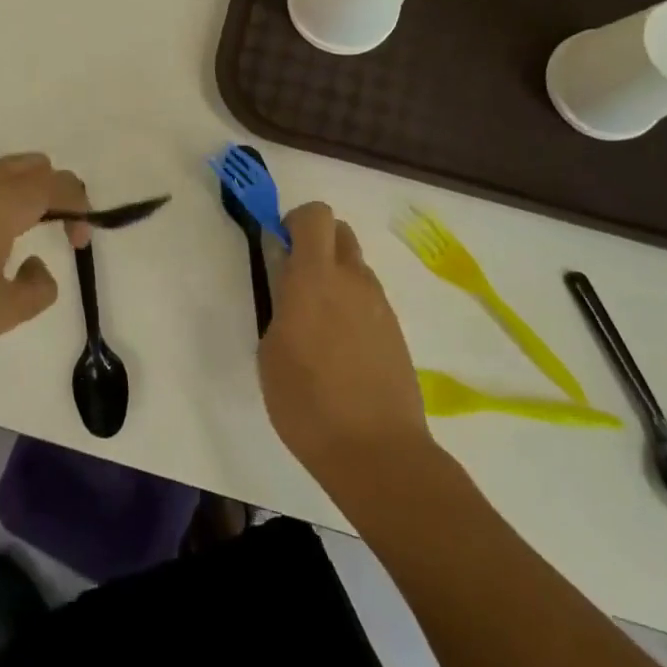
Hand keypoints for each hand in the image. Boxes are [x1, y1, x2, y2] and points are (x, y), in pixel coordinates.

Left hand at [0, 153, 89, 353]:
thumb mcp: (1, 312)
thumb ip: (39, 290)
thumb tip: (39, 266)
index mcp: (5, 201)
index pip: (60, 185)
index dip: (81, 208)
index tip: (79, 241)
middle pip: (35, 165)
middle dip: (55, 193)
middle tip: (54, 231)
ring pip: (3, 168)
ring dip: (23, 191)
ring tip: (17, 234)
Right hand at [260, 202, 430, 485]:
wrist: (377, 451)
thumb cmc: (307, 402)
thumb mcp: (271, 351)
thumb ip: (280, 304)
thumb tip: (288, 284)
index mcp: (315, 278)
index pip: (315, 215)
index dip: (294, 221)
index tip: (279, 247)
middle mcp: (352, 280)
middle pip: (340, 231)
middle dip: (316, 241)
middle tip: (296, 278)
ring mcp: (379, 305)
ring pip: (355, 266)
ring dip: (335, 275)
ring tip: (316, 323)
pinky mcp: (395, 330)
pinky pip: (368, 298)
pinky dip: (351, 304)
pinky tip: (339, 348)